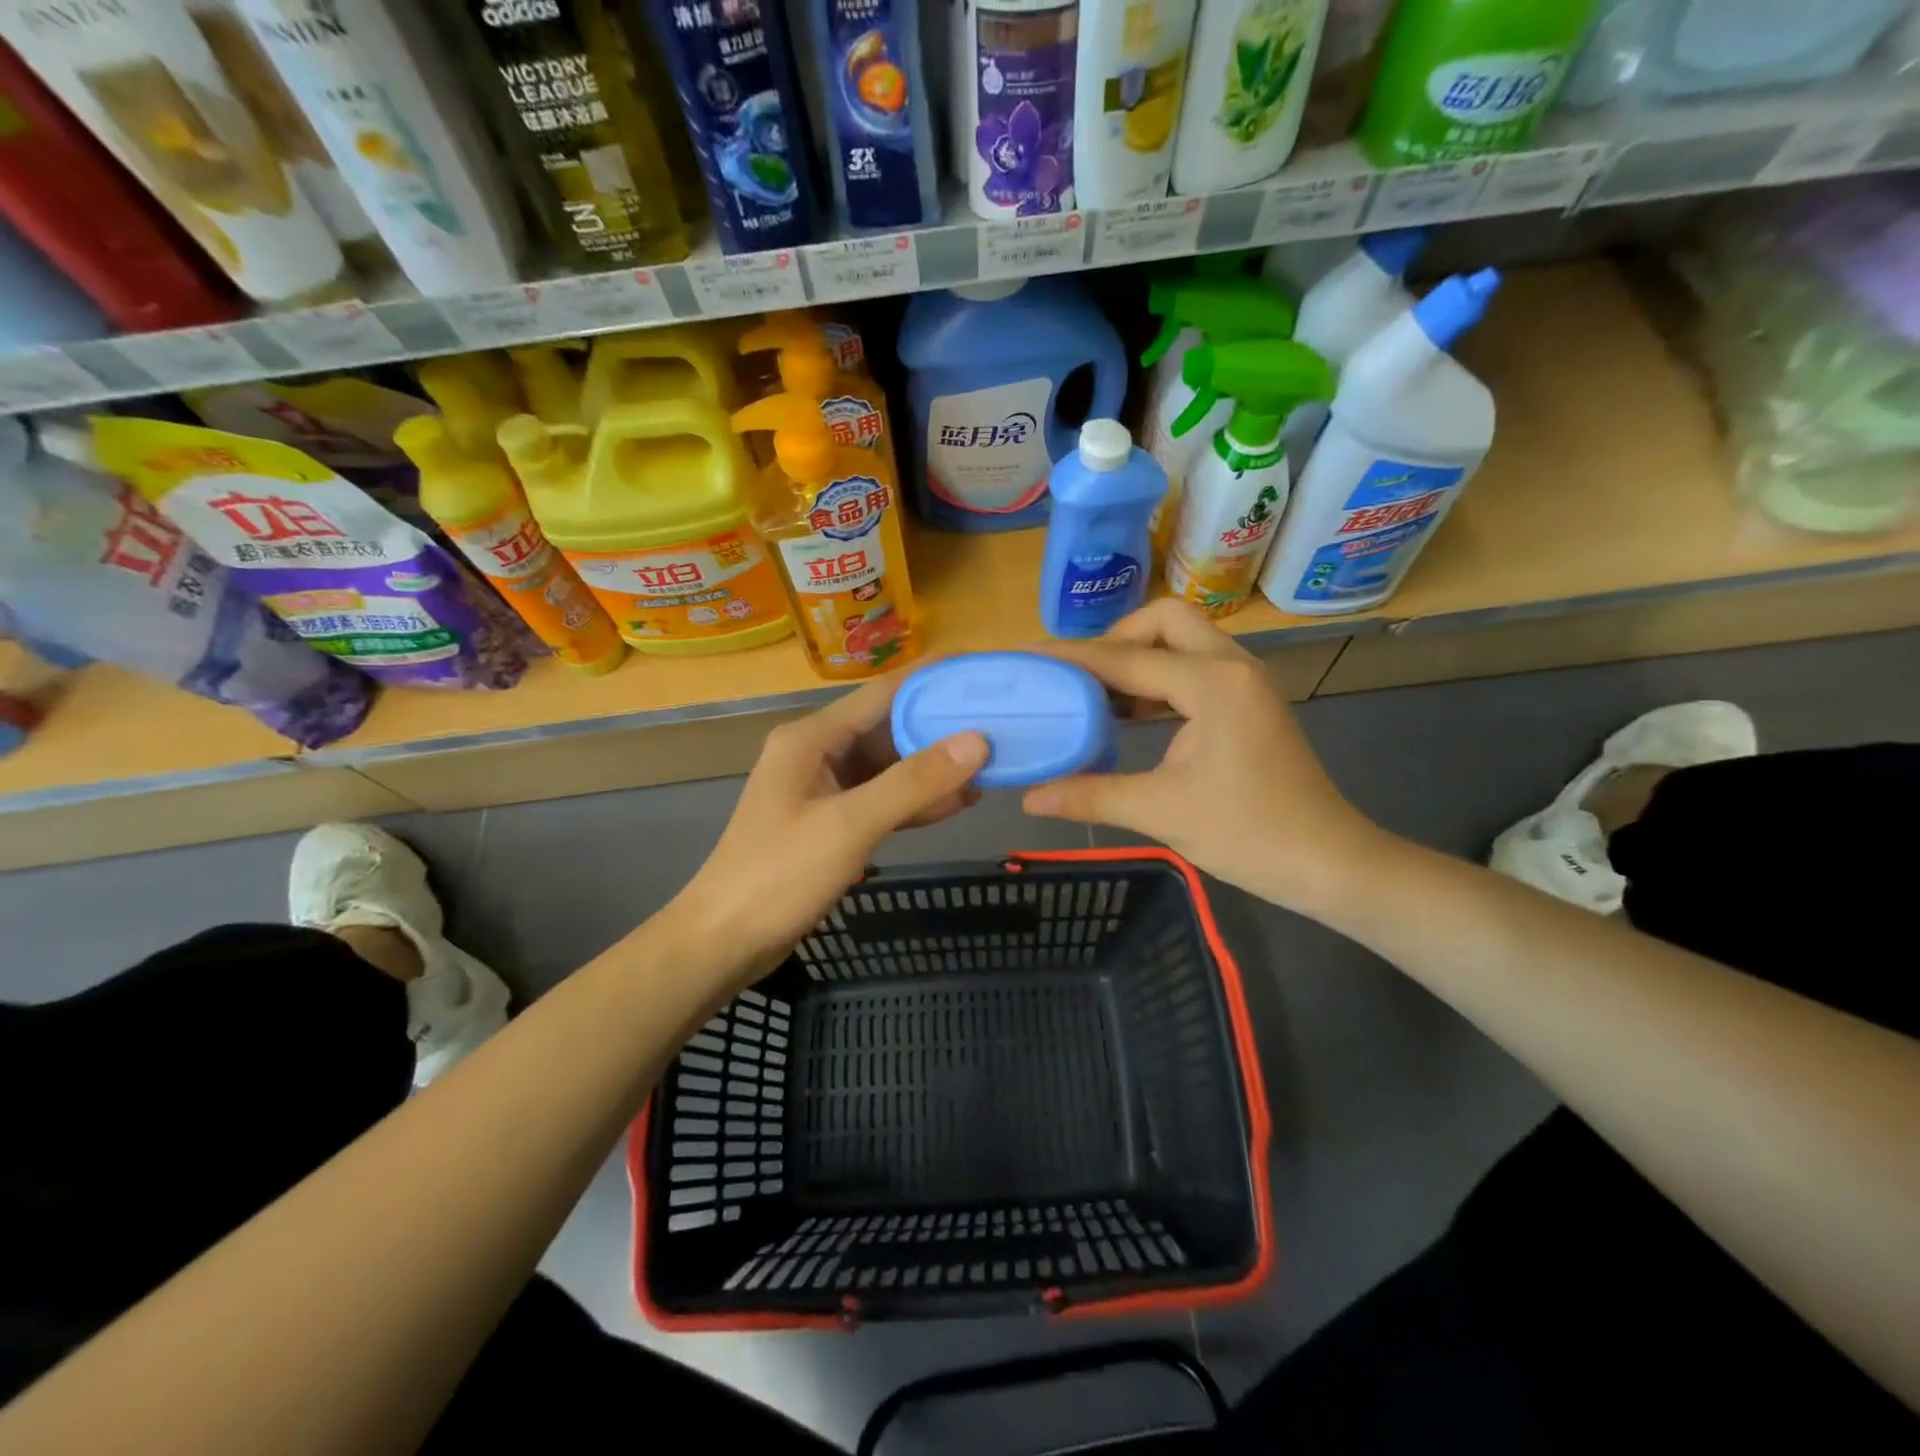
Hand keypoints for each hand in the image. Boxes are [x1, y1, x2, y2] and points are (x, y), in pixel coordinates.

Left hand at [676, 670, 988, 982]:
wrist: (725, 941)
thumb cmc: (779, 875)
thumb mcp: (850, 825)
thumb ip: (913, 783)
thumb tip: (977, 741)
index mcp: (813, 738)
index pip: (884, 693)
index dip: (933, 681)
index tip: (982, 675)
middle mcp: (818, 752)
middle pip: (889, 727)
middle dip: (942, 727)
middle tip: (1000, 725)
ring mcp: (824, 788)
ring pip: (889, 766)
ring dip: (934, 768)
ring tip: (991, 765)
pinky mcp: (831, 821)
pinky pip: (882, 799)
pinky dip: (915, 800)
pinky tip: (957, 803)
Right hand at [1024, 600, 1379, 911]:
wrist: (1328, 862)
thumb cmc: (1248, 834)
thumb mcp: (1160, 812)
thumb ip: (1090, 795)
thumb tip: (1031, 797)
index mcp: (1212, 684)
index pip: (1127, 659)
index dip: (1074, 658)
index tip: (1031, 655)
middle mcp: (1232, 666)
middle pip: (1165, 621)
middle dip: (1119, 639)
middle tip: (1084, 679)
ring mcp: (1247, 681)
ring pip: (1185, 641)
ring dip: (1141, 658)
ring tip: (1099, 696)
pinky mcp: (1251, 701)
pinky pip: (1198, 667)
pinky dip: (1162, 678)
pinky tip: (1135, 713)